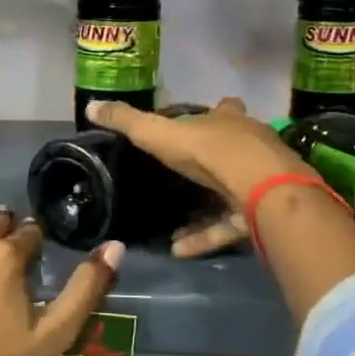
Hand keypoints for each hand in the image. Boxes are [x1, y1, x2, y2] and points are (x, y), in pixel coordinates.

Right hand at [86, 96, 311, 257]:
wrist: (262, 189)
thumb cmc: (210, 151)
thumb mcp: (159, 134)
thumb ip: (127, 121)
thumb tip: (91, 106)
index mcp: (228, 121)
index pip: (224, 109)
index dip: (216, 112)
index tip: (205, 116)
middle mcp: (250, 146)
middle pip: (234, 150)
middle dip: (212, 162)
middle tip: (183, 177)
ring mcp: (262, 181)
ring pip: (232, 193)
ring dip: (203, 211)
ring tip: (171, 228)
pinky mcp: (263, 215)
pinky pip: (228, 227)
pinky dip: (204, 237)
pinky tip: (178, 249)